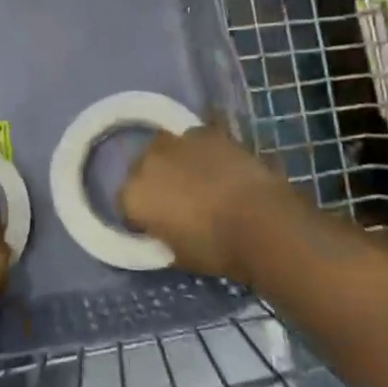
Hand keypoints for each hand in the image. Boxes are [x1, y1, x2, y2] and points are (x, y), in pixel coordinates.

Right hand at [117, 125, 303, 285]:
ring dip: (176, 161)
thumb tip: (167, 225)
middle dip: (155, 181)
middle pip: (143, 168)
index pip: (126, 203)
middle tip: (178, 200)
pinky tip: (221, 166)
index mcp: (133, 196)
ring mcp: (176, 142)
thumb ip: (163, 234)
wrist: (261, 222)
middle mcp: (146, 162)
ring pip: (167, 149)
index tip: (157, 225)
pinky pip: (196, 140)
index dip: (142, 215)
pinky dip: (203, 151)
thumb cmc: (217, 249)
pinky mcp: (205, 131)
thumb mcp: (179, 255)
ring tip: (200, 179)